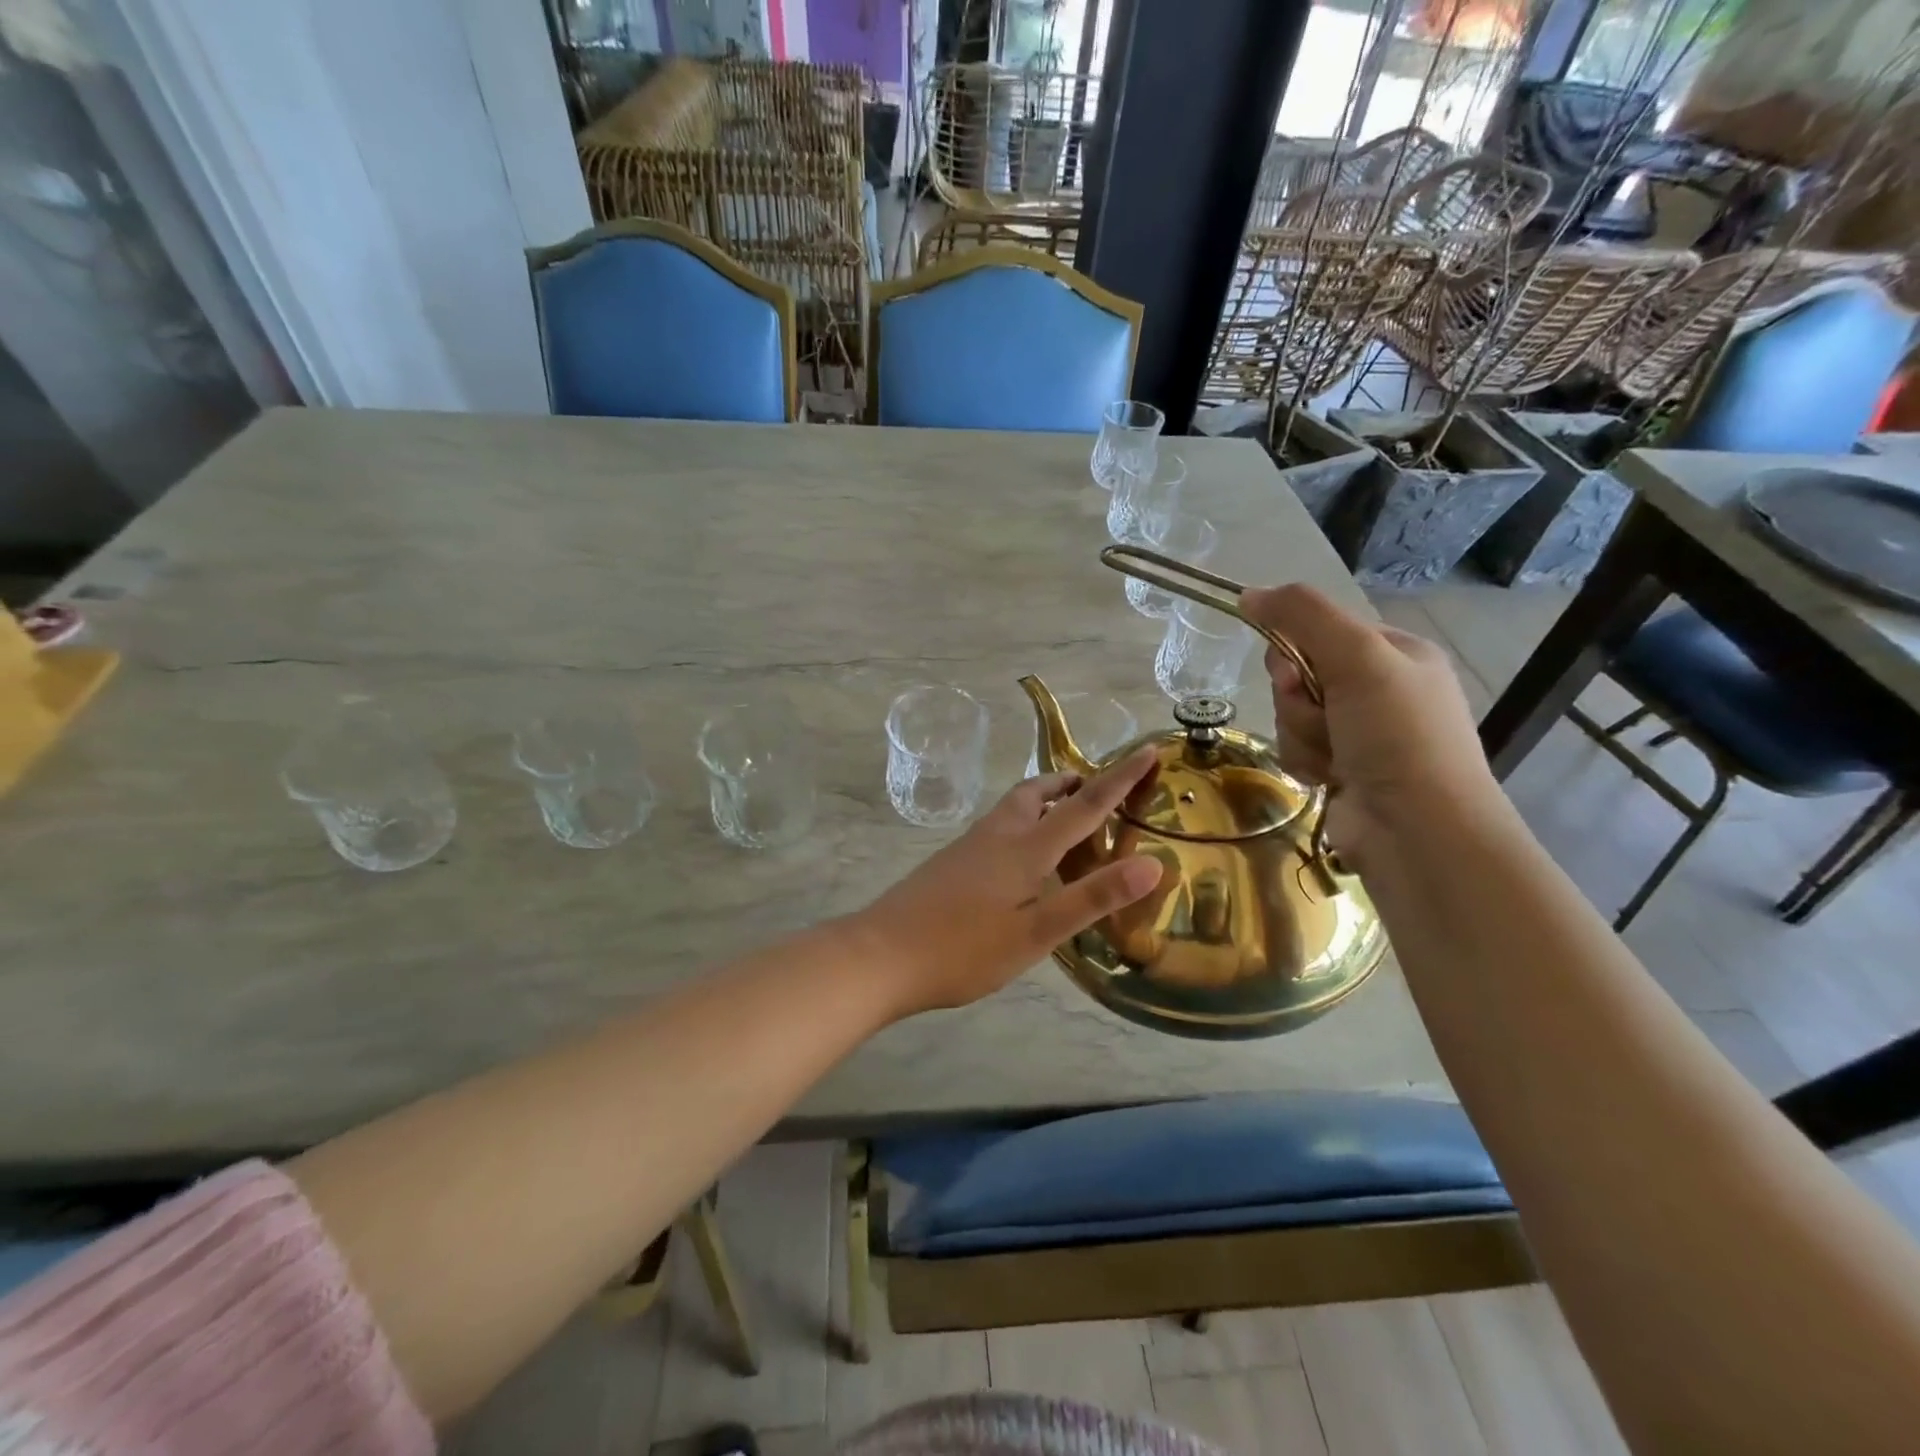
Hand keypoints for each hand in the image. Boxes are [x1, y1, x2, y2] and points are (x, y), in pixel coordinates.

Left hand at [855, 747, 1163, 1017]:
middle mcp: (997, 835)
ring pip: (1013, 808)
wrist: (880, 955)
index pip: (1084, 805)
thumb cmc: (963, 949)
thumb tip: (1153, 864)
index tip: (1148, 750)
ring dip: (1044, 800)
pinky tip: (1021, 855)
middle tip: (1096, 787)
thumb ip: (1091, 898)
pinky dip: (1023, 823)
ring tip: (1064, 814)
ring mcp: (969, 846)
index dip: (1120, 778)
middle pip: (1038, 793)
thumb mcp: (1036, 933)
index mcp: (1025, 848)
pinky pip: (998, 827)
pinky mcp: (951, 862)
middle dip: (1071, 783)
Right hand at [1240, 584, 1506, 871]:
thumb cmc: (1397, 735)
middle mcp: (1380, 689)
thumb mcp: (1357, 657)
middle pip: (1300, 673)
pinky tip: (1327, 778)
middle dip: (1298, 698)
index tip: (1295, 672)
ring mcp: (1362, 733)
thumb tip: (1248, 593)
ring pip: (1293, 714)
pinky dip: (1304, 761)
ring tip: (1332, 757)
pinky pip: (1297, 748)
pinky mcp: (1343, 769)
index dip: (1295, 649)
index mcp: (1396, 653)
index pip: (1321, 630)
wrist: (1418, 831)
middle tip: (1322, 716)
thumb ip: (1303, 616)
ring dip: (1301, 733)